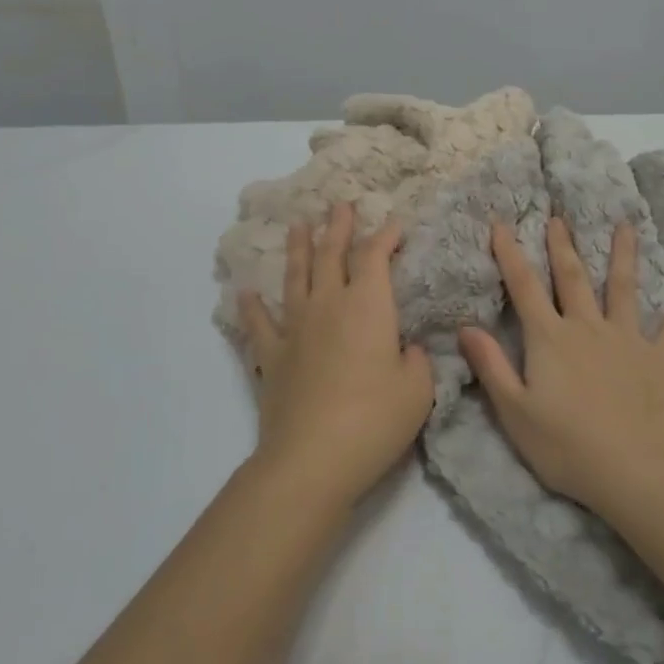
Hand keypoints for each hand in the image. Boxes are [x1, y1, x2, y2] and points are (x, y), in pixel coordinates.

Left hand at [239, 204, 434, 507]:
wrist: (312, 458)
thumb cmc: (375, 419)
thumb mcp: (418, 389)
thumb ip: (414, 360)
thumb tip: (403, 349)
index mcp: (368, 305)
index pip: (375, 257)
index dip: (385, 236)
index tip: (394, 223)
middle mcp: (328, 305)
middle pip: (330, 255)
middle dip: (337, 227)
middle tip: (339, 204)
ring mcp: (295, 329)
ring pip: (295, 277)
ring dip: (298, 249)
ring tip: (297, 225)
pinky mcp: (272, 357)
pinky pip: (259, 325)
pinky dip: (252, 307)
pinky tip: (246, 292)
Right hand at [458, 218, 663, 515]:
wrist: (634, 470)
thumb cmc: (566, 445)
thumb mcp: (514, 411)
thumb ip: (491, 365)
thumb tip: (465, 326)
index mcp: (550, 338)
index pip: (524, 287)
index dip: (510, 254)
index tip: (502, 224)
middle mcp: (587, 328)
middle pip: (572, 278)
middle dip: (562, 246)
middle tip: (559, 217)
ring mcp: (626, 340)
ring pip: (623, 289)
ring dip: (623, 257)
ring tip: (626, 226)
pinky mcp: (657, 361)